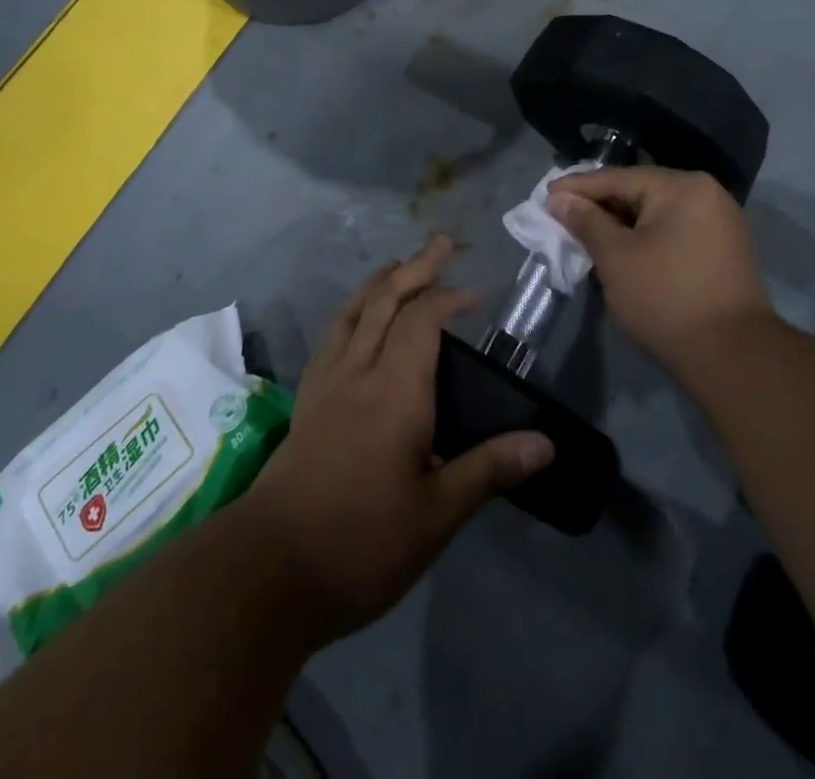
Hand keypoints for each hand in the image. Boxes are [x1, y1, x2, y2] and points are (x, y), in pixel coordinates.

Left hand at [241, 236, 554, 646]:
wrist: (269, 570)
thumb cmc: (361, 542)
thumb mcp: (436, 516)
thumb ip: (489, 470)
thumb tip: (545, 443)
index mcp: (397, 391)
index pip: (424, 321)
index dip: (449, 298)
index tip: (476, 295)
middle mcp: (360, 372)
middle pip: (387, 301)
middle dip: (417, 268)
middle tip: (441, 244)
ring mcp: (327, 383)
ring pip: (354, 312)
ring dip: (380, 282)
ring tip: (399, 265)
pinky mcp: (306, 400)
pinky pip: (330, 336)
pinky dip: (350, 311)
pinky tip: (355, 318)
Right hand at [548, 166, 774, 372]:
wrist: (732, 356)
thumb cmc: (666, 298)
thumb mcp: (616, 257)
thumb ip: (586, 222)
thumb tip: (559, 198)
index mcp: (681, 186)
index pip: (618, 178)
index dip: (578, 187)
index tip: (546, 194)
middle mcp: (705, 193)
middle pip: (639, 191)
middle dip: (600, 204)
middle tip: (563, 213)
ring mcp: (719, 221)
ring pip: (656, 212)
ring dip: (621, 222)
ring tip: (586, 231)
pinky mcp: (722, 248)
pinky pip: (673, 229)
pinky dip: (645, 236)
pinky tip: (622, 248)